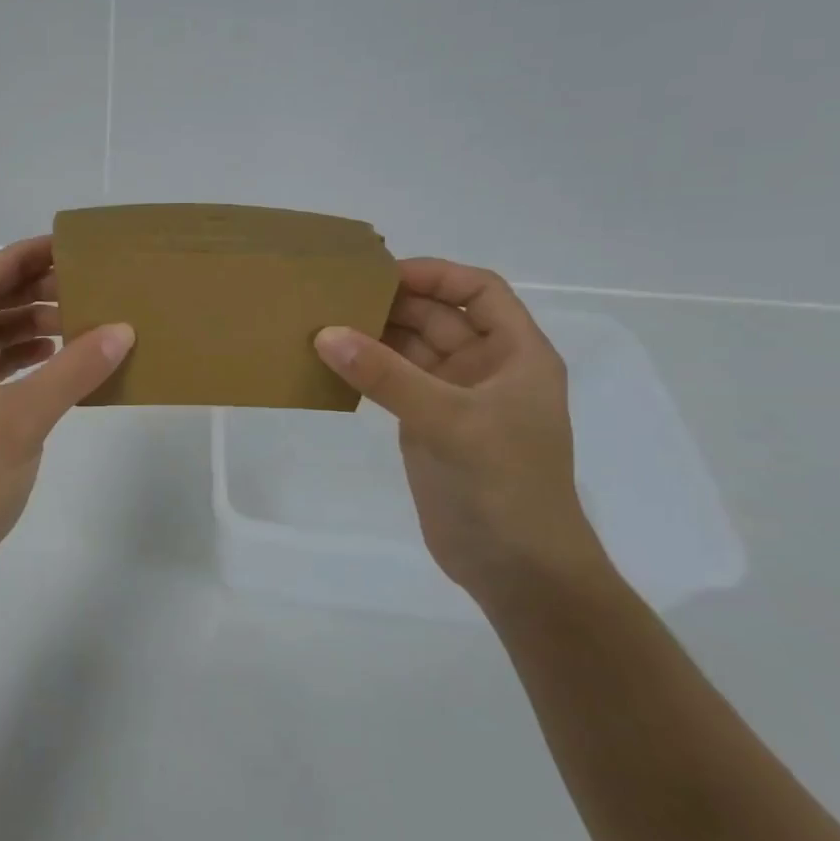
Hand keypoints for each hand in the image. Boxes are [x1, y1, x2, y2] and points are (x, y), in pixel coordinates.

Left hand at [0, 236, 133, 591]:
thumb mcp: (23, 417)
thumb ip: (73, 370)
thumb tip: (121, 329)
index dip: (19, 257)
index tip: (64, 246)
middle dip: (31, 290)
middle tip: (83, 283)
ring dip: (31, 327)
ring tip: (81, 322)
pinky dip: (28, 362)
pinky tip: (61, 365)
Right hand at [314, 258, 611, 605]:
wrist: (514, 568)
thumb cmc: (503, 484)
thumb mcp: (449, 420)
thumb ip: (387, 375)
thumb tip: (326, 333)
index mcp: (516, 354)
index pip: (480, 291)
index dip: (436, 274)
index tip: (383, 273)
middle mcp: (486, 369)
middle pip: (439, 317)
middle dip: (394, 303)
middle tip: (335, 295)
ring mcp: (454, 399)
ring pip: (411, 350)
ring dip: (374, 336)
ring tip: (323, 323)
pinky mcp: (427, 426)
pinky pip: (394, 383)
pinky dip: (366, 370)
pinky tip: (331, 364)